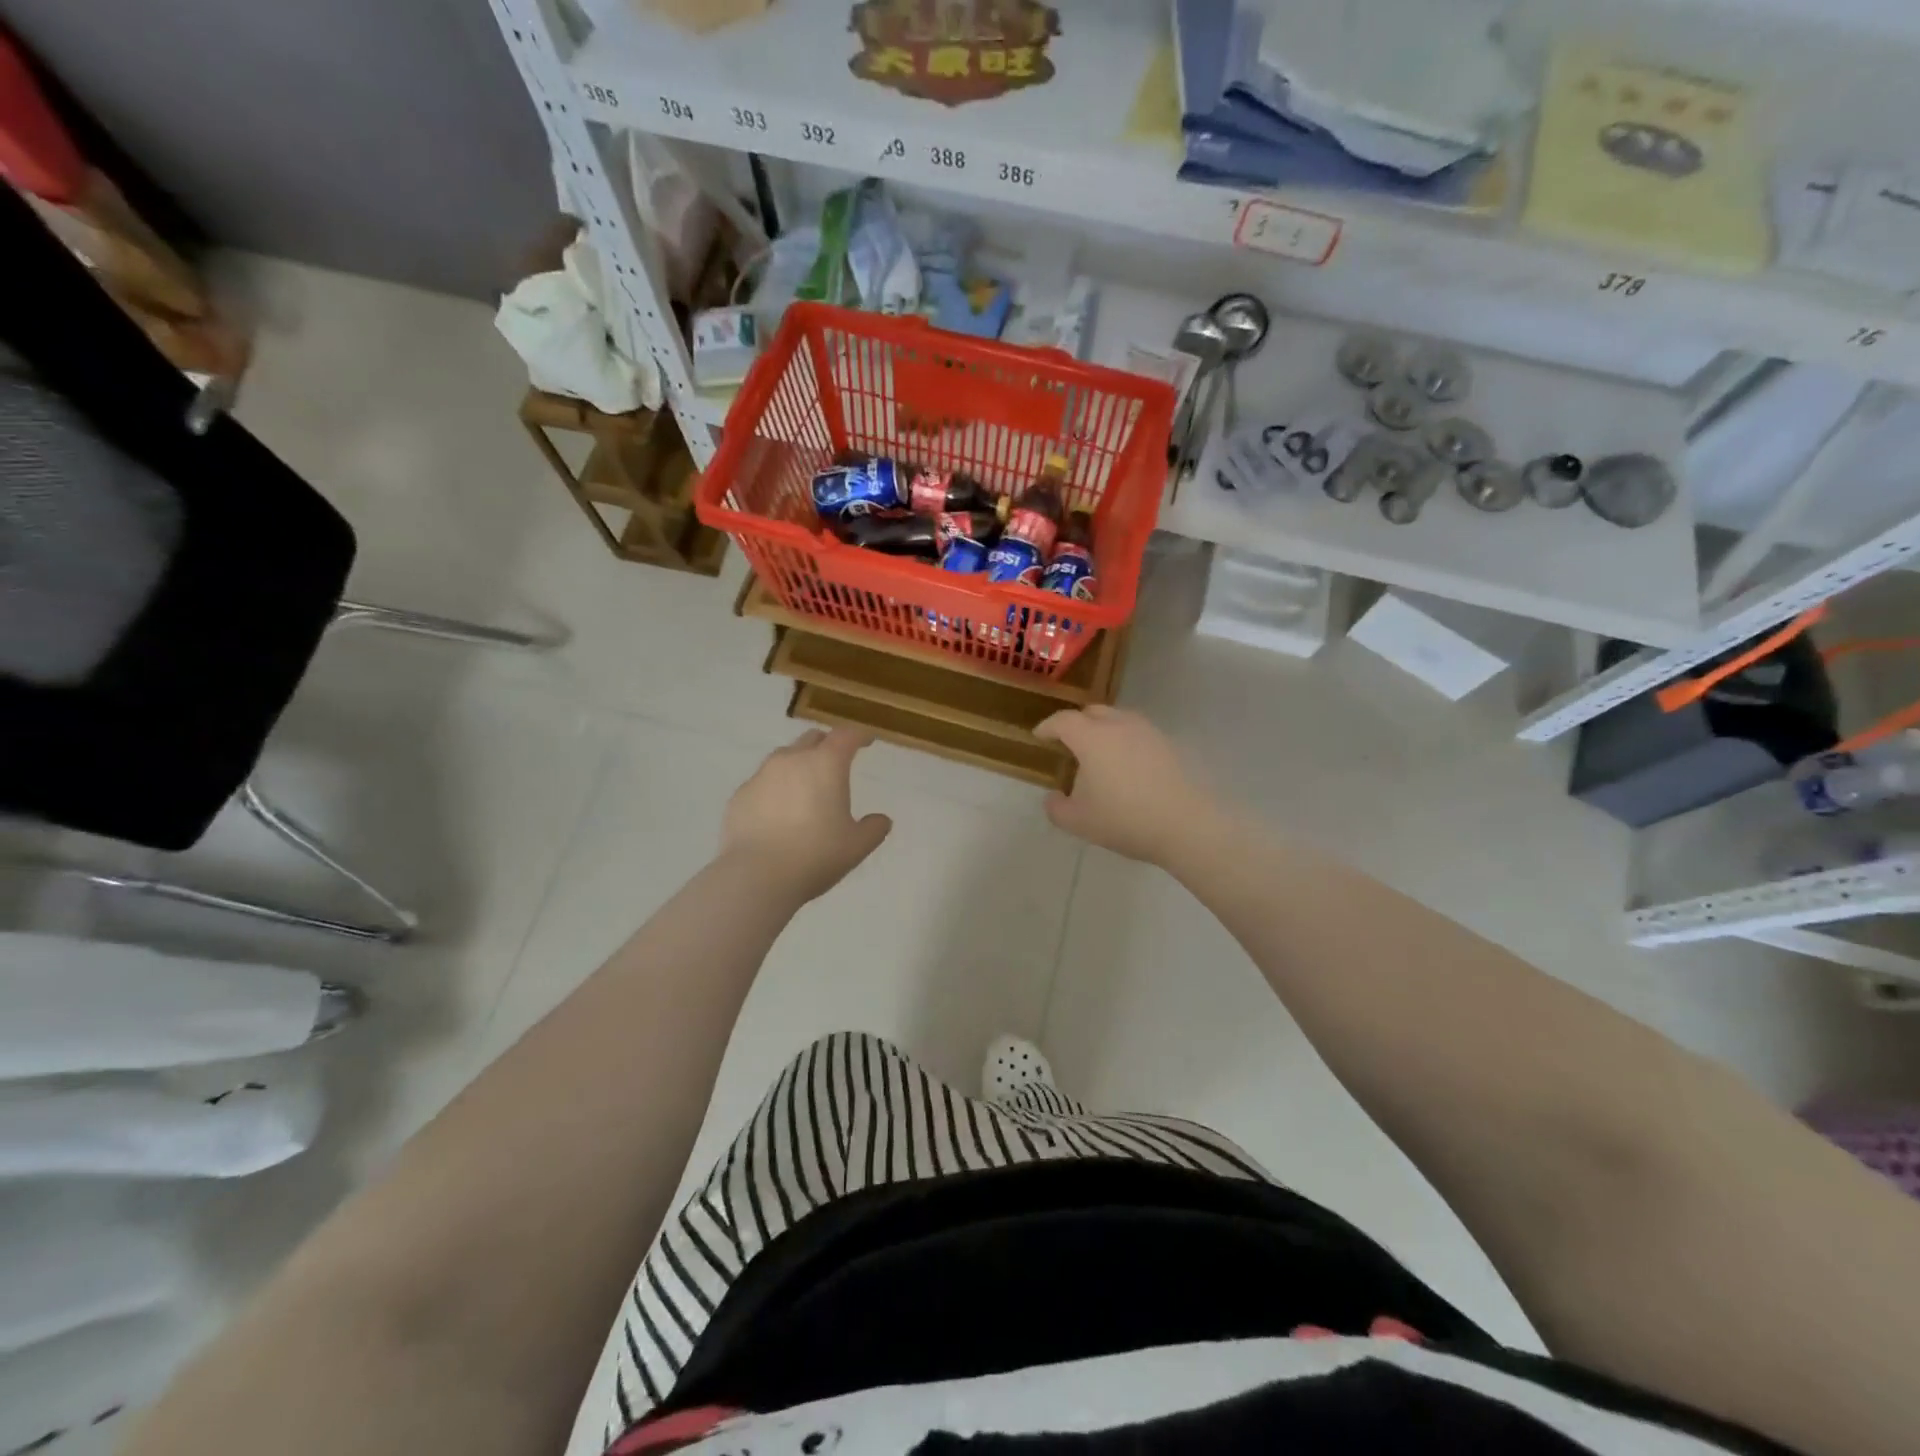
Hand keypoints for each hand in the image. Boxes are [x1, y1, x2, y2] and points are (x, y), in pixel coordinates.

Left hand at [720, 727, 892, 901]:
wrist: (756, 877)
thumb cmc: (815, 855)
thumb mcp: (857, 846)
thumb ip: (874, 828)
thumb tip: (881, 820)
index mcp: (826, 764)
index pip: (846, 736)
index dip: (859, 736)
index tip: (866, 741)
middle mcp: (792, 760)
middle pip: (812, 739)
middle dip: (826, 746)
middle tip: (835, 763)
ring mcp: (761, 776)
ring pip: (783, 758)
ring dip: (798, 765)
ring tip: (804, 789)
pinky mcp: (739, 795)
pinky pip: (762, 783)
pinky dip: (774, 789)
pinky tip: (777, 813)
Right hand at [1033, 706, 1221, 865]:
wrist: (1186, 824)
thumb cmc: (1125, 819)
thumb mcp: (1078, 821)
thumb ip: (1057, 808)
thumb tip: (1053, 797)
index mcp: (1091, 738)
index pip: (1063, 721)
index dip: (1048, 727)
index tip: (1040, 736)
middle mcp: (1119, 725)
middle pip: (1092, 712)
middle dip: (1076, 723)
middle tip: (1069, 743)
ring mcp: (1148, 732)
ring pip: (1119, 719)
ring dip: (1104, 730)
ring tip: (1099, 753)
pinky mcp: (1169, 744)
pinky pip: (1138, 734)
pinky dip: (1126, 742)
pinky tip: (1127, 766)